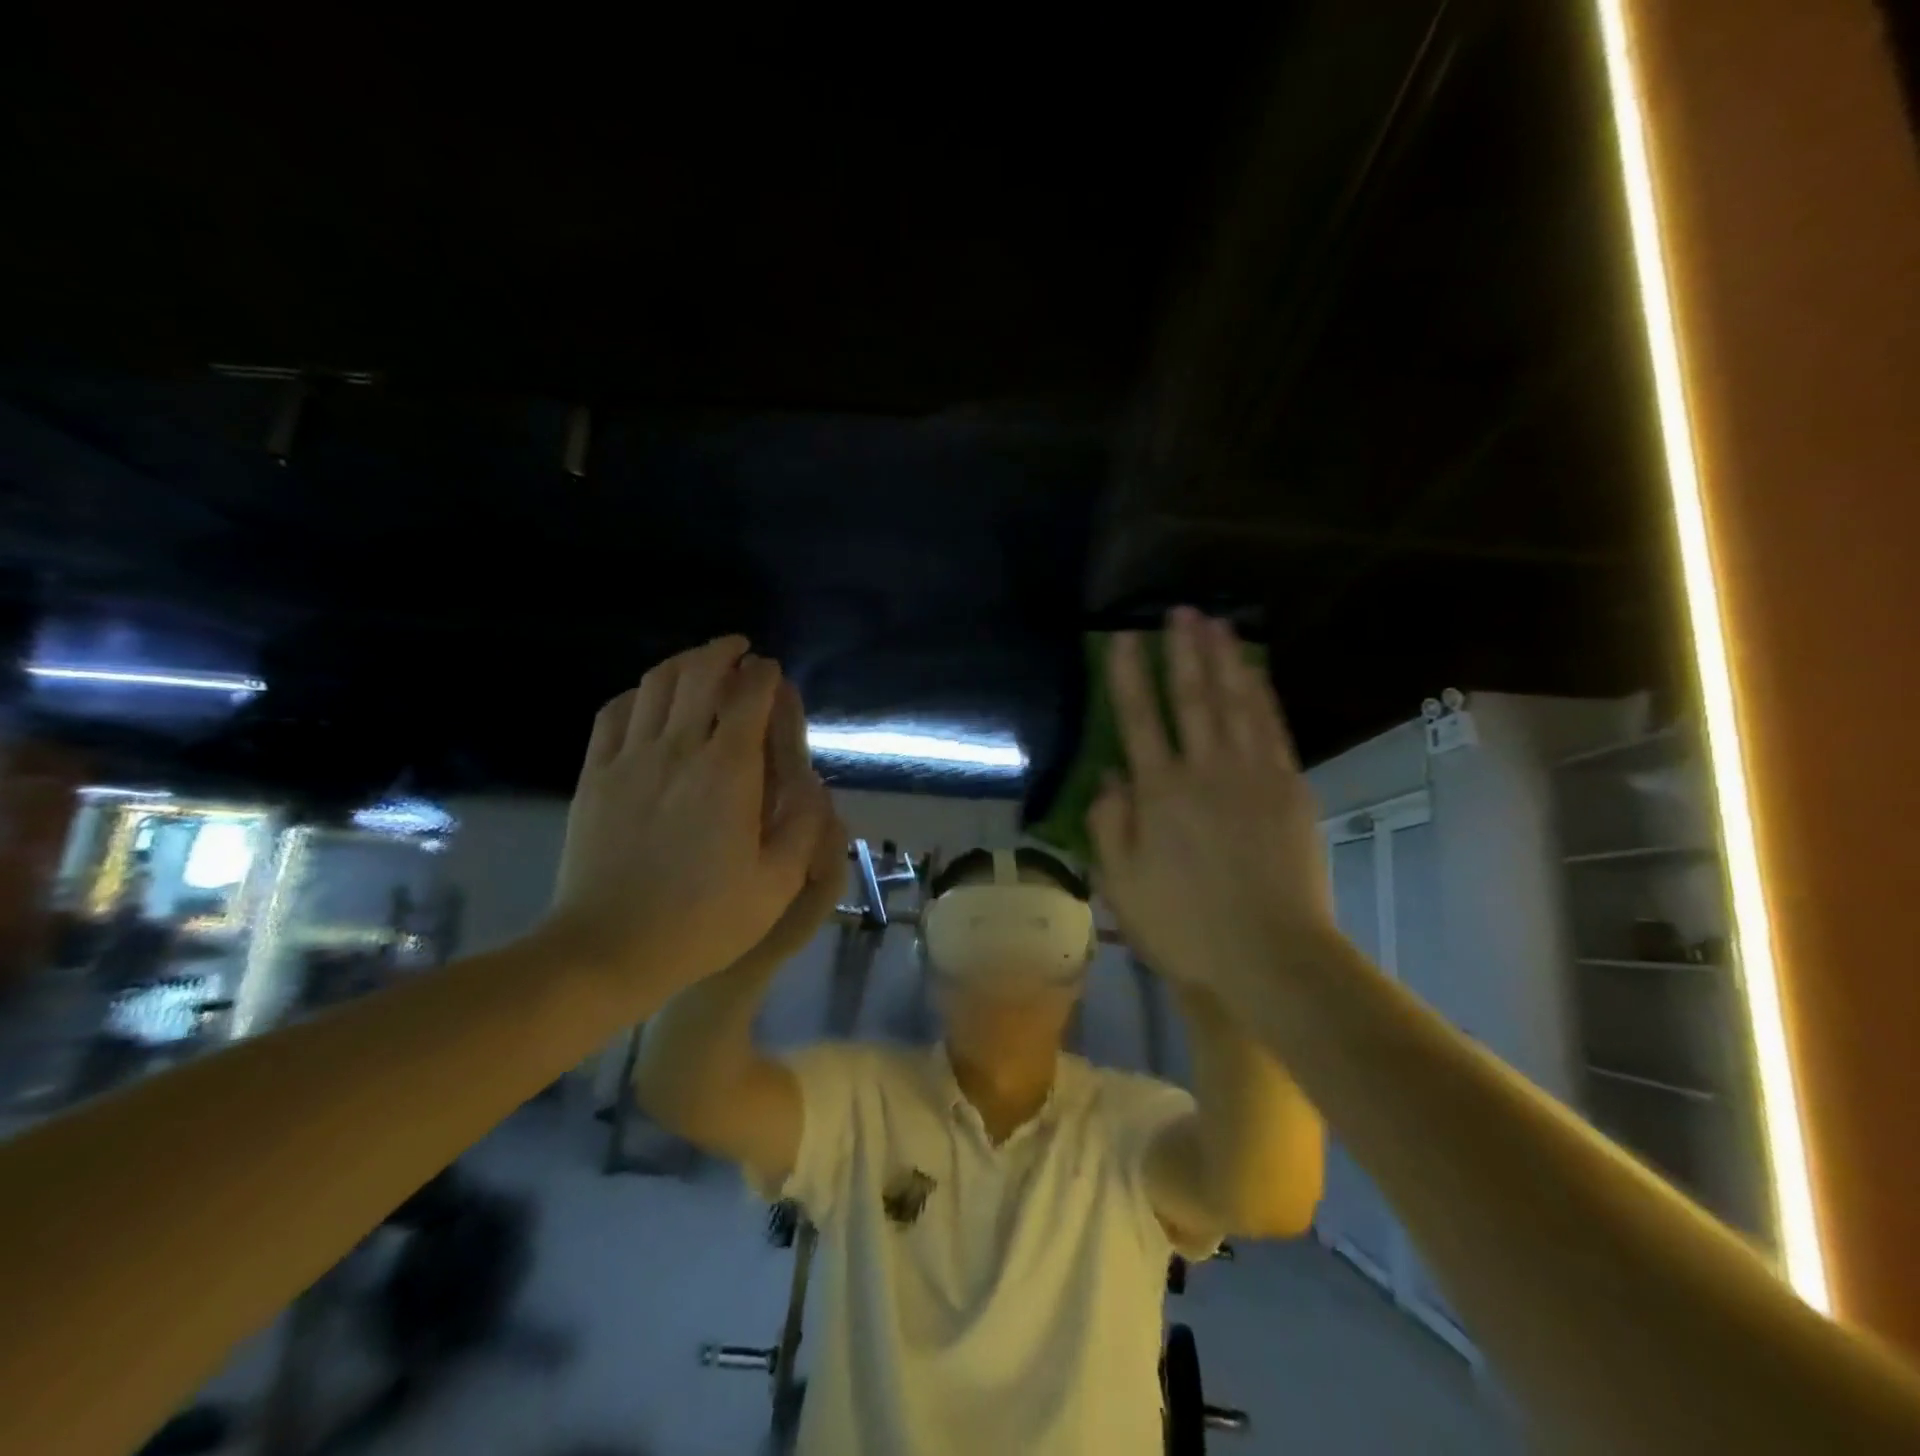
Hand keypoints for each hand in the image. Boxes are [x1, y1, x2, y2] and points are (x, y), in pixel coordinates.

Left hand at [544, 636, 828, 1005]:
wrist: (607, 949)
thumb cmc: (702, 921)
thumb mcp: (777, 884)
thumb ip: (804, 826)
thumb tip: (813, 782)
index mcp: (728, 772)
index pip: (749, 697)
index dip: (765, 676)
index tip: (774, 672)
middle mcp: (678, 750)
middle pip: (699, 674)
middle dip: (724, 653)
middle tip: (740, 651)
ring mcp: (629, 759)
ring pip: (656, 684)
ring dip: (684, 663)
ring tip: (701, 664)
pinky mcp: (595, 775)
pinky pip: (614, 712)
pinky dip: (639, 693)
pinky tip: (650, 699)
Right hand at [1088, 609, 1340, 998]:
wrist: (1271, 956)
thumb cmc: (1185, 926)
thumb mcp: (1122, 885)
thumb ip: (1110, 825)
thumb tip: (1110, 776)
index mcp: (1160, 794)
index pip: (1139, 720)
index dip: (1128, 677)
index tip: (1123, 639)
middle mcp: (1205, 772)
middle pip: (1192, 699)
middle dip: (1182, 652)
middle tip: (1179, 612)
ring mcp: (1253, 776)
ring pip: (1236, 704)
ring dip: (1224, 660)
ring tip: (1216, 624)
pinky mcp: (1290, 789)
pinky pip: (1273, 729)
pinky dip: (1261, 695)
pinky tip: (1254, 674)